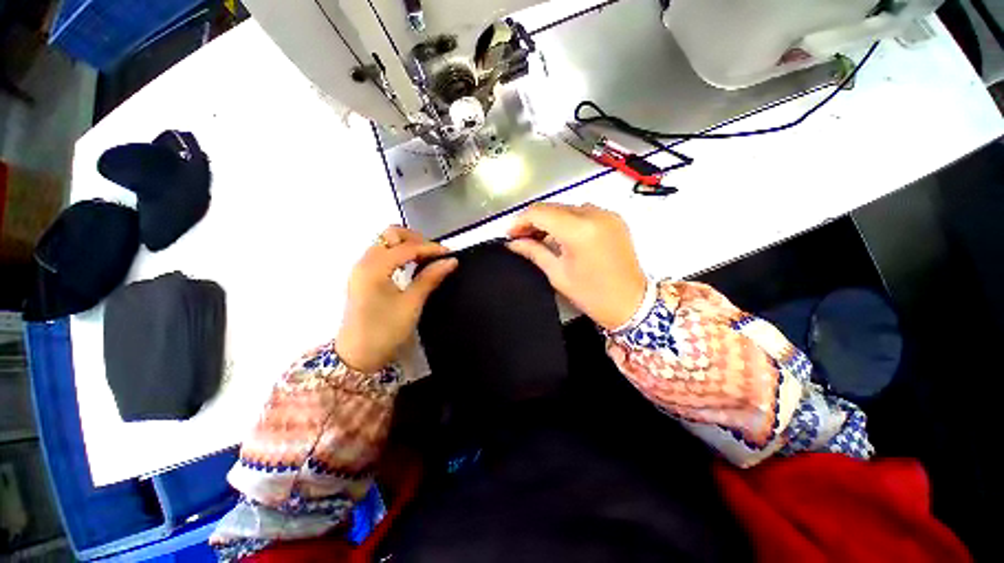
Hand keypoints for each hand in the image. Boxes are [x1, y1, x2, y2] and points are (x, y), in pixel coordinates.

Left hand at [336, 226, 457, 372]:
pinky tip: (412, 265)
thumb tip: (451, 261)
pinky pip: (382, 254)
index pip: (406, 248)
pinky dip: (399, 254)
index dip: (430, 248)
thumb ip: (430, 278)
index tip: (449, 253)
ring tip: (426, 258)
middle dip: (415, 239)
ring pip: (385, 243)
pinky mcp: (363, 277)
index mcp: (374, 268)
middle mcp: (364, 262)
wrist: (358, 355)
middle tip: (434, 253)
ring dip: (406, 245)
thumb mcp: (411, 304)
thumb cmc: (385, 330)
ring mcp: (361, 269)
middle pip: (390, 235)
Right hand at [507, 203, 646, 330]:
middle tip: (521, 237)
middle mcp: (594, 214)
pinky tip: (561, 236)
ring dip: (550, 220)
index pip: (540, 212)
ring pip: (567, 208)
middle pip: (553, 207)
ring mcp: (607, 214)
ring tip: (540, 238)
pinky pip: (583, 212)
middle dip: (534, 220)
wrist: (632, 303)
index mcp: (579, 230)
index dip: (520, 221)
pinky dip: (568, 220)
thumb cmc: (592, 295)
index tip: (510, 234)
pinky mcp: (614, 218)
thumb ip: (533, 252)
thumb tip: (513, 243)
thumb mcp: (557, 274)